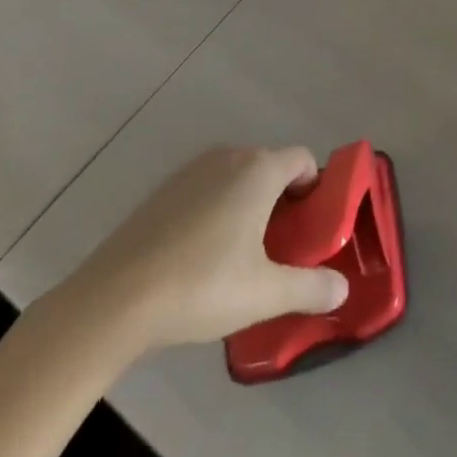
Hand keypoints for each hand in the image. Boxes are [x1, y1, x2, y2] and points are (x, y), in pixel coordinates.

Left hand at [58, 146, 349, 353]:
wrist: (113, 300)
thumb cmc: (201, 286)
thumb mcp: (265, 294)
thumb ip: (310, 287)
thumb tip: (343, 290)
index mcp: (260, 169)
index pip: (303, 159)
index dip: (315, 188)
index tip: (312, 227)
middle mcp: (230, 156)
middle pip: (270, 167)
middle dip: (282, 200)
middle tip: (281, 248)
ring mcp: (192, 170)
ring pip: (236, 178)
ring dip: (248, 204)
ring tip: (241, 256)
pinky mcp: (163, 190)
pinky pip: (207, 189)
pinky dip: (216, 209)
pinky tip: (201, 256)